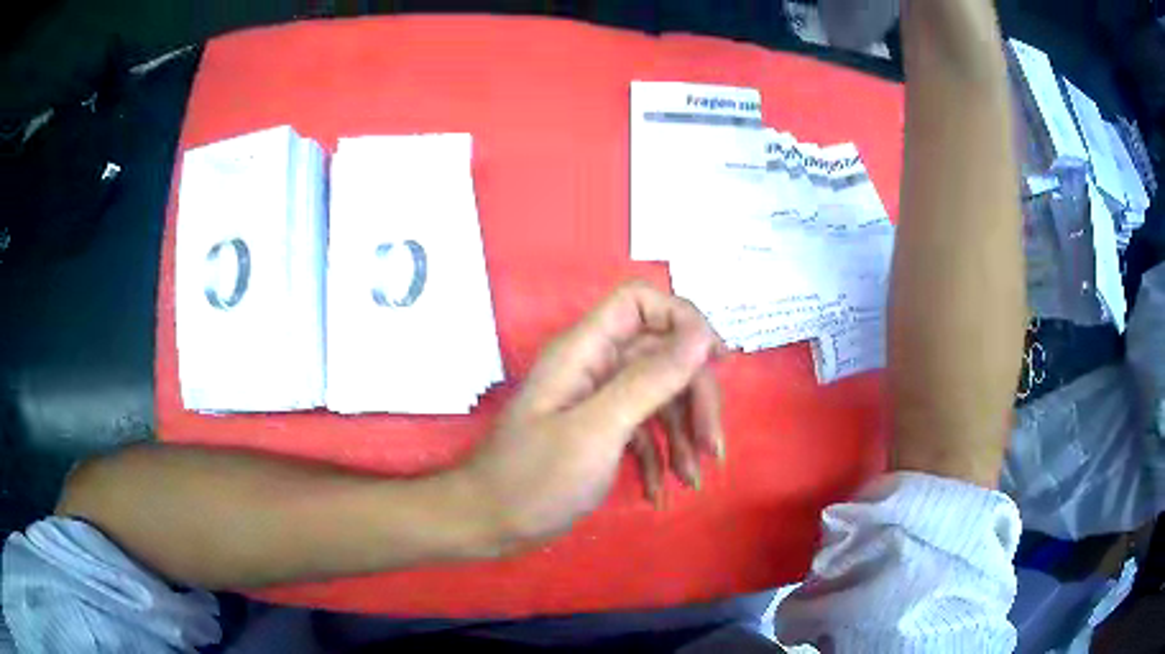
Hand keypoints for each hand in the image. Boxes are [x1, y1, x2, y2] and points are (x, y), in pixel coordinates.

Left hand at [460, 281, 725, 548]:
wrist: (488, 522)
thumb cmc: (535, 479)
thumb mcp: (597, 431)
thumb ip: (648, 380)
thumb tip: (700, 335)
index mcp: (585, 351)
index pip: (639, 302)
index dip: (681, 319)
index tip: (716, 361)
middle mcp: (593, 367)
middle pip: (661, 355)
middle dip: (694, 398)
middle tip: (712, 449)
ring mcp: (597, 401)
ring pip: (659, 396)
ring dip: (684, 435)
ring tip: (692, 480)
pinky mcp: (599, 432)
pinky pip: (643, 431)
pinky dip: (659, 457)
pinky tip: (661, 491)